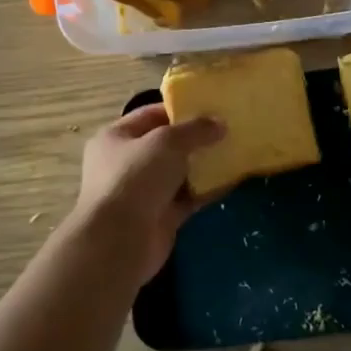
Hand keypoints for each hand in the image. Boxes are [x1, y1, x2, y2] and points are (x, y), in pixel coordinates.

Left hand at [71, 105, 224, 282]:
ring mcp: (142, 192)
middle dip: (195, 139)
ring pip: (178, 173)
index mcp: (116, 137)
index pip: (151, 115)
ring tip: (234, 153)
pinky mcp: (159, 217)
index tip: (211, 108)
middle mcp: (126, 163)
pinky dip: (205, 191)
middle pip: (166, 145)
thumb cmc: (135, 179)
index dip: (180, 110)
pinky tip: (231, 182)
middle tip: (228, 131)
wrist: (119, 241)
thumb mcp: (167, 142)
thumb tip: (220, 123)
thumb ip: (195, 129)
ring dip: (202, 165)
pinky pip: (187, 198)